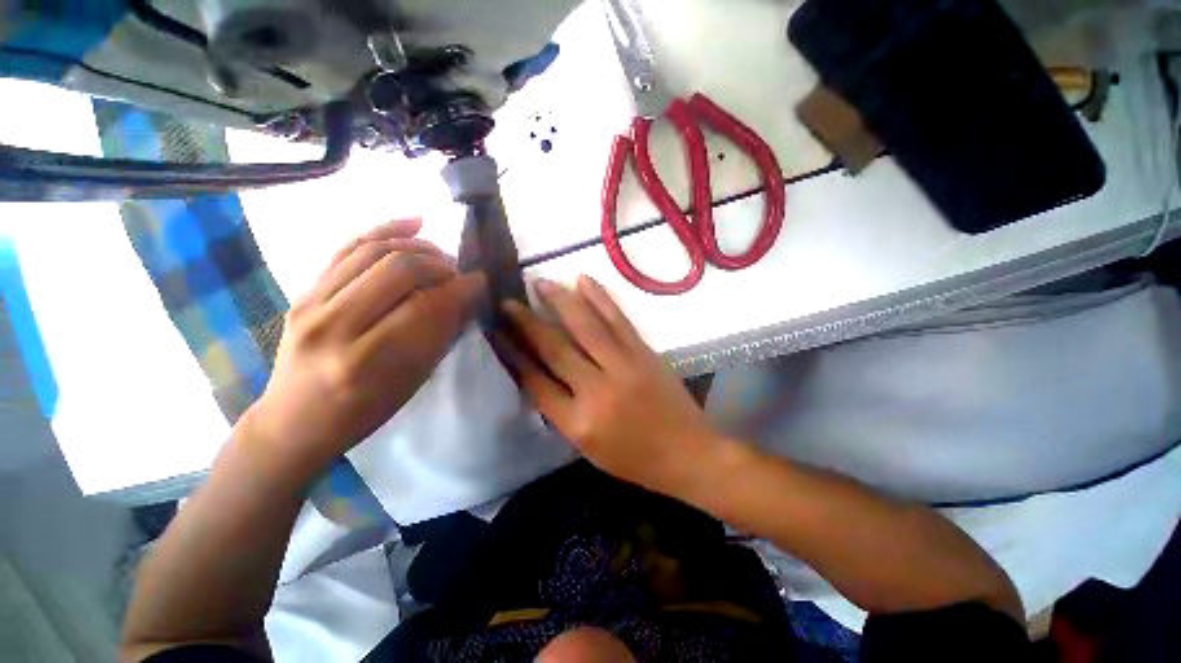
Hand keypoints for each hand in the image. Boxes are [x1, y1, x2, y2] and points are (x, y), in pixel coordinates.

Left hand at [245, 219, 484, 472]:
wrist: (294, 420)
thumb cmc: (363, 412)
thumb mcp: (411, 382)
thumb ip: (440, 335)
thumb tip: (466, 295)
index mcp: (367, 362)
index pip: (427, 308)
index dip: (461, 288)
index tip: (481, 281)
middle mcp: (335, 326)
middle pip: (400, 270)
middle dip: (441, 265)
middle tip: (458, 273)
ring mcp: (312, 304)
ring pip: (374, 251)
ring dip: (418, 246)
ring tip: (440, 255)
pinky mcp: (303, 291)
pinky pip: (347, 247)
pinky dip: (384, 230)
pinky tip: (413, 223)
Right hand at [496, 276, 725, 496]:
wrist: (688, 453)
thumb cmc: (635, 460)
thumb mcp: (587, 448)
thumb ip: (561, 411)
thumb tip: (537, 374)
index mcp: (578, 423)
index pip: (535, 382)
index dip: (512, 354)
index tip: (497, 334)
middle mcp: (596, 391)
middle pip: (554, 349)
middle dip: (526, 323)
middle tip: (507, 303)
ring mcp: (623, 366)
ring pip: (585, 326)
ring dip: (560, 301)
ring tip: (540, 283)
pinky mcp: (644, 352)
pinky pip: (617, 320)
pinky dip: (600, 298)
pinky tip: (583, 280)